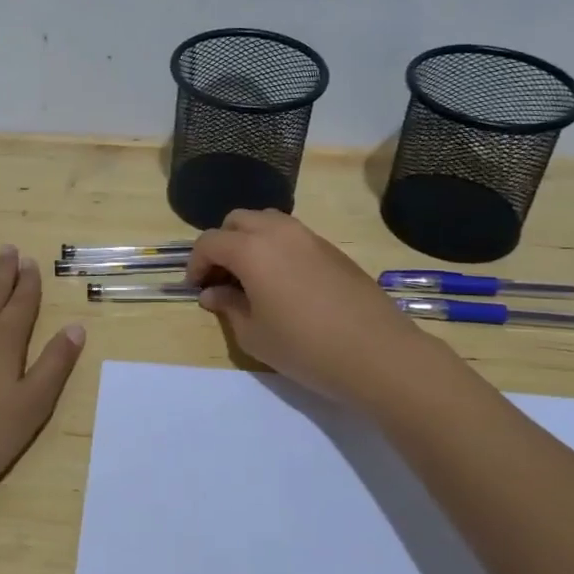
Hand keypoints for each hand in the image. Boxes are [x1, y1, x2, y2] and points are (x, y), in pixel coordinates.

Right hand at [188, 210, 436, 411]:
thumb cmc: (305, 347)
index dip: (196, 263)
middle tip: (222, 279)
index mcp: (251, 250)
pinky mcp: (332, 249)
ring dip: (250, 241)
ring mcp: (309, 237)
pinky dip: (276, 247)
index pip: (210, 242)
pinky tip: (283, 283)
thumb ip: (228, 307)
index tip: (197, 288)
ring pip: (268, 221)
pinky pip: (293, 235)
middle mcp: (278, 232)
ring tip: (252, 277)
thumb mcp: (254, 335)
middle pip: (238, 220)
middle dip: (222, 244)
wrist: (377, 353)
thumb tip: (213, 292)